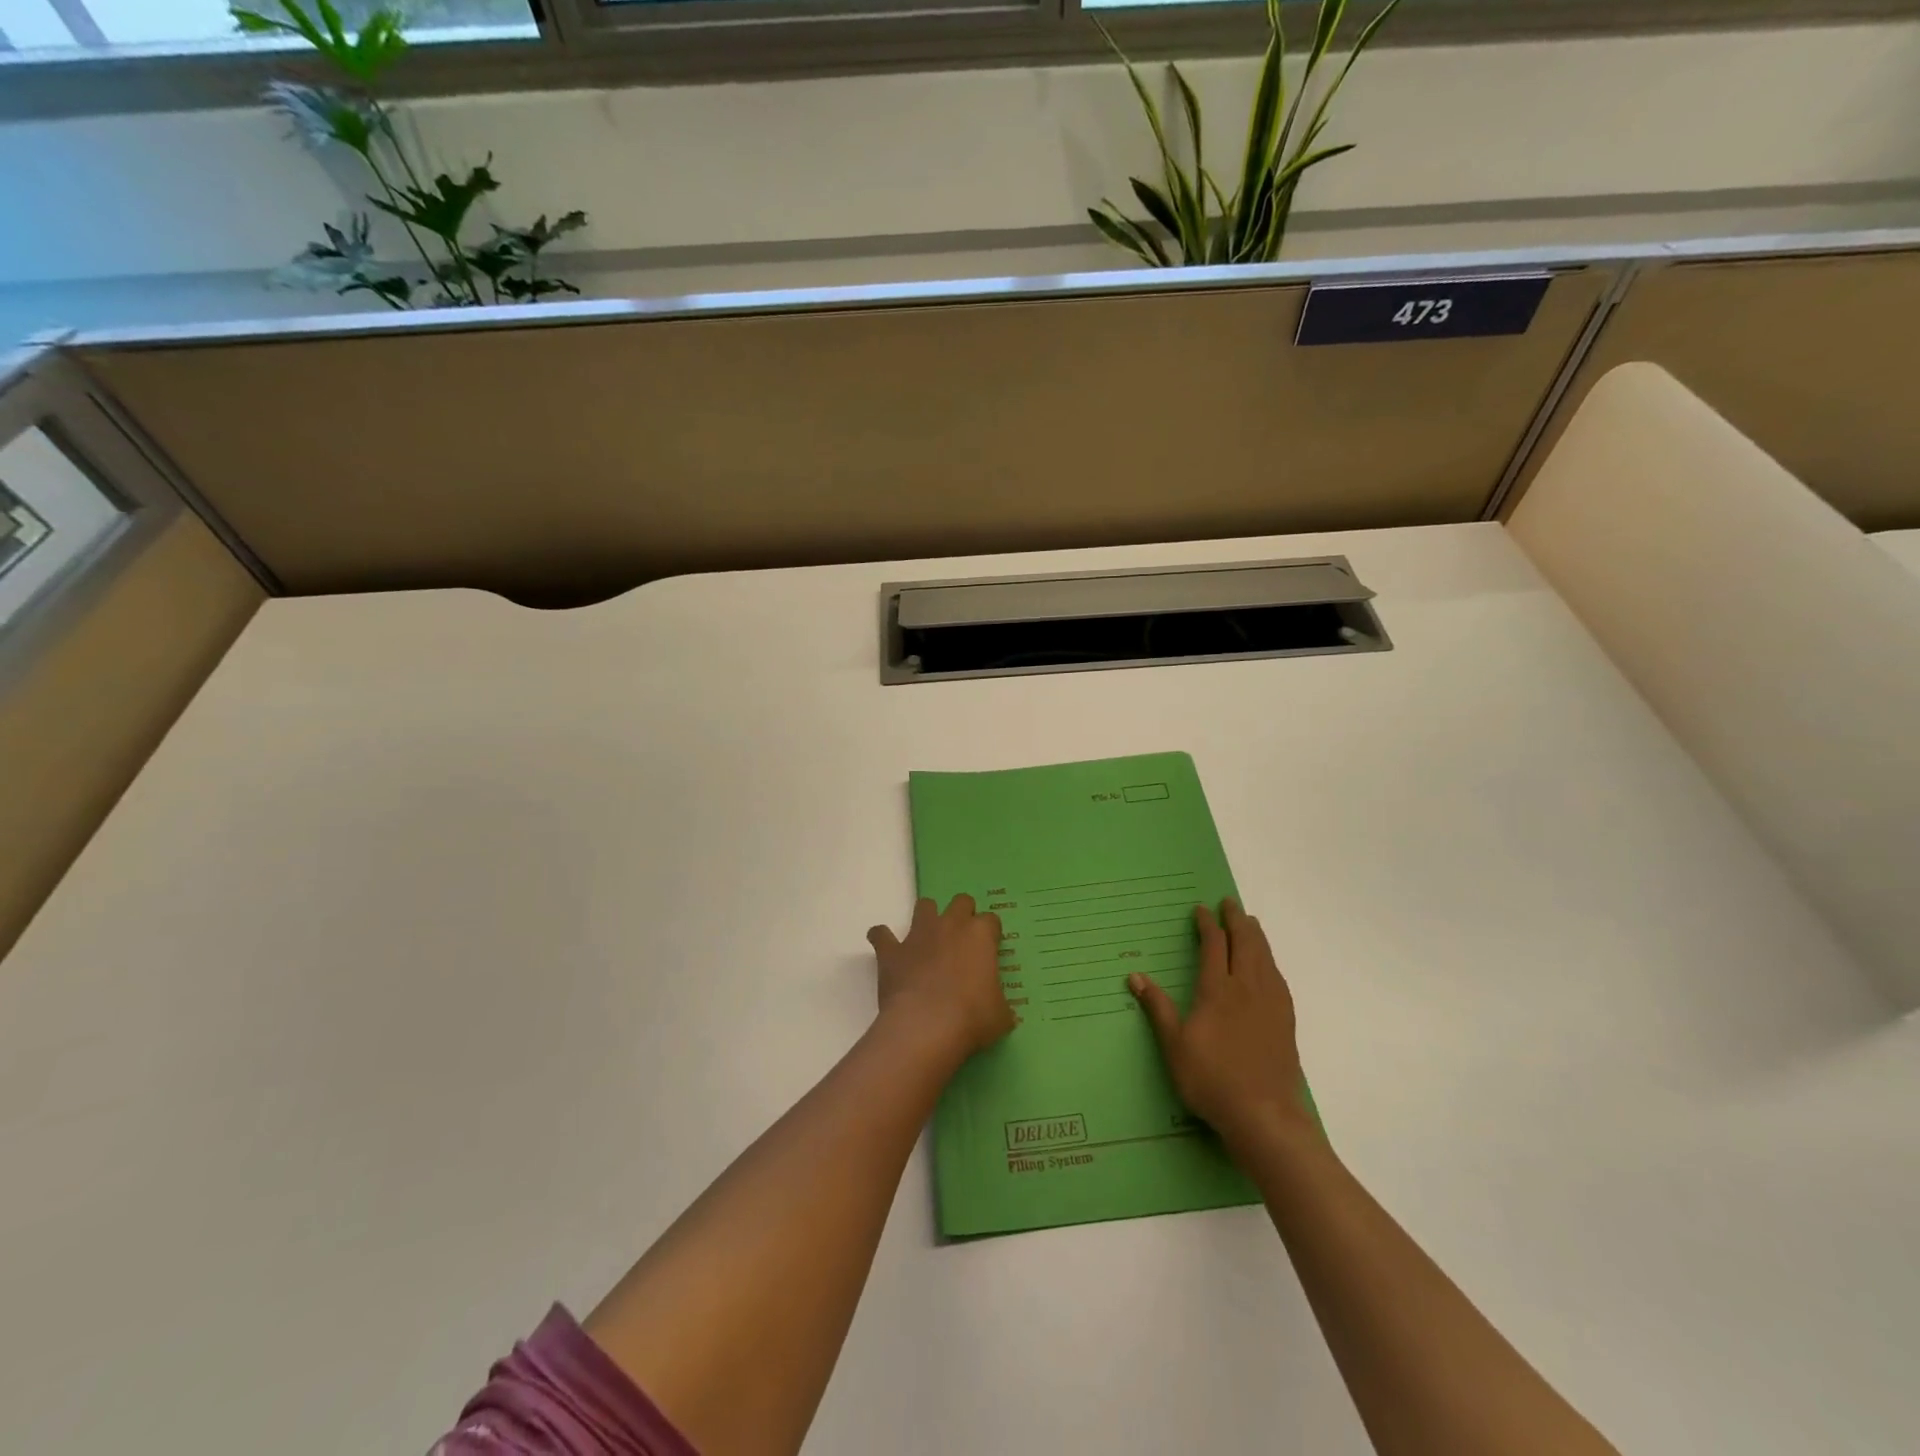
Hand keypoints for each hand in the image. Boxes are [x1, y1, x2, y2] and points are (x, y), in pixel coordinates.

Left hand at [868, 894, 1014, 1058]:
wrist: (926, 1027)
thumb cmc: (971, 1018)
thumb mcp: (1000, 1016)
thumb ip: (1001, 1005)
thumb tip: (1004, 1013)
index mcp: (980, 936)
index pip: (991, 920)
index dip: (991, 933)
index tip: (990, 949)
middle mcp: (950, 925)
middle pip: (961, 902)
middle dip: (963, 914)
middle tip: (963, 940)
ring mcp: (918, 935)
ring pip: (924, 906)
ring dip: (927, 917)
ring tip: (928, 938)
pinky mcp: (892, 951)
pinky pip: (880, 934)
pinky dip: (882, 938)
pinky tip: (886, 949)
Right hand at [1129, 899, 1311, 1151]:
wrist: (1263, 1115)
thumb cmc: (1211, 1080)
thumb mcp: (1174, 1045)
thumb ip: (1157, 1008)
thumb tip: (1135, 976)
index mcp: (1217, 991)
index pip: (1213, 946)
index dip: (1207, 925)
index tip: (1201, 909)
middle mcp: (1246, 989)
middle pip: (1245, 944)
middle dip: (1236, 921)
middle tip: (1230, 904)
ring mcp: (1270, 1004)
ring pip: (1265, 958)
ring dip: (1257, 936)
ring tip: (1251, 923)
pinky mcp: (1285, 1021)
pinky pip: (1279, 979)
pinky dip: (1271, 962)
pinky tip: (1270, 966)